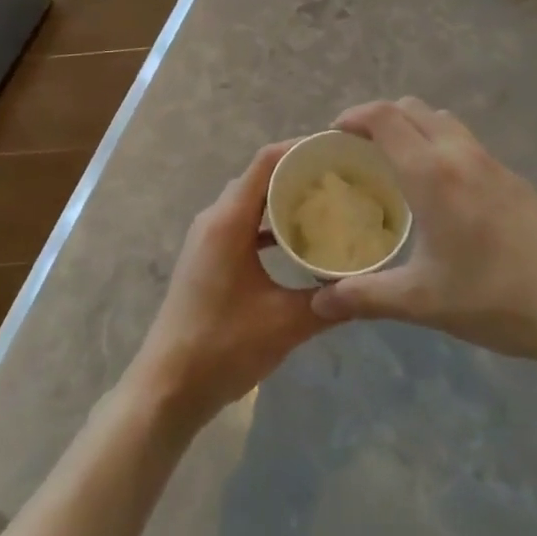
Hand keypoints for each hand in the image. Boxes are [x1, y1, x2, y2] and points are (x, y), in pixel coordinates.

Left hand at [127, 142, 328, 431]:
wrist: (168, 387)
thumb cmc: (223, 346)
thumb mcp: (285, 323)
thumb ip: (328, 300)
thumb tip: (368, 286)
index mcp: (229, 220)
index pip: (266, 162)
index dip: (299, 148)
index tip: (335, 149)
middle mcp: (215, 218)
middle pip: (259, 177)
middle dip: (296, 172)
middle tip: (339, 177)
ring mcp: (207, 237)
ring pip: (250, 202)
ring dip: (282, 199)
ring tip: (325, 203)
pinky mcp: (207, 257)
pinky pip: (242, 224)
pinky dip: (268, 224)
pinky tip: (297, 241)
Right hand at [311, 99, 536, 373]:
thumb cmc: (496, 298)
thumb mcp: (423, 301)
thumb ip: (365, 297)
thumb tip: (318, 305)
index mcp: (430, 172)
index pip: (383, 117)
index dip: (353, 116)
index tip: (333, 134)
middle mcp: (458, 152)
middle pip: (411, 107)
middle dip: (379, 117)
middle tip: (360, 149)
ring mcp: (490, 161)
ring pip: (441, 119)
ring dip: (412, 126)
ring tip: (397, 164)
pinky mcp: (512, 177)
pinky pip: (463, 140)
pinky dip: (438, 142)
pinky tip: (440, 190)